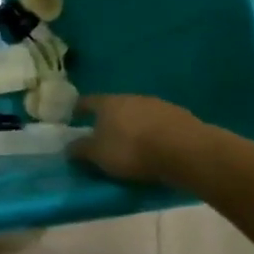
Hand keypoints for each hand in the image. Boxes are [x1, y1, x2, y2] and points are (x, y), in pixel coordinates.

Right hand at [69, 94, 217, 190]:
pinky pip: (159, 124)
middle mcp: (132, 98)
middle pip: (115, 106)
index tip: (73, 118)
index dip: (78, 109)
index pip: (87, 102)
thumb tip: (68, 147)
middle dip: (108, 120)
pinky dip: (154, 134)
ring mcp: (158, 105)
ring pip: (139, 114)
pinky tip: (155, 148)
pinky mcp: (180, 117)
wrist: (185, 151)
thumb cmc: (132, 150)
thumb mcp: (98, 155)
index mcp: (108, 103)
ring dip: (134, 126)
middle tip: (103, 136)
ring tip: (132, 145)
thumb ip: (80, 150)